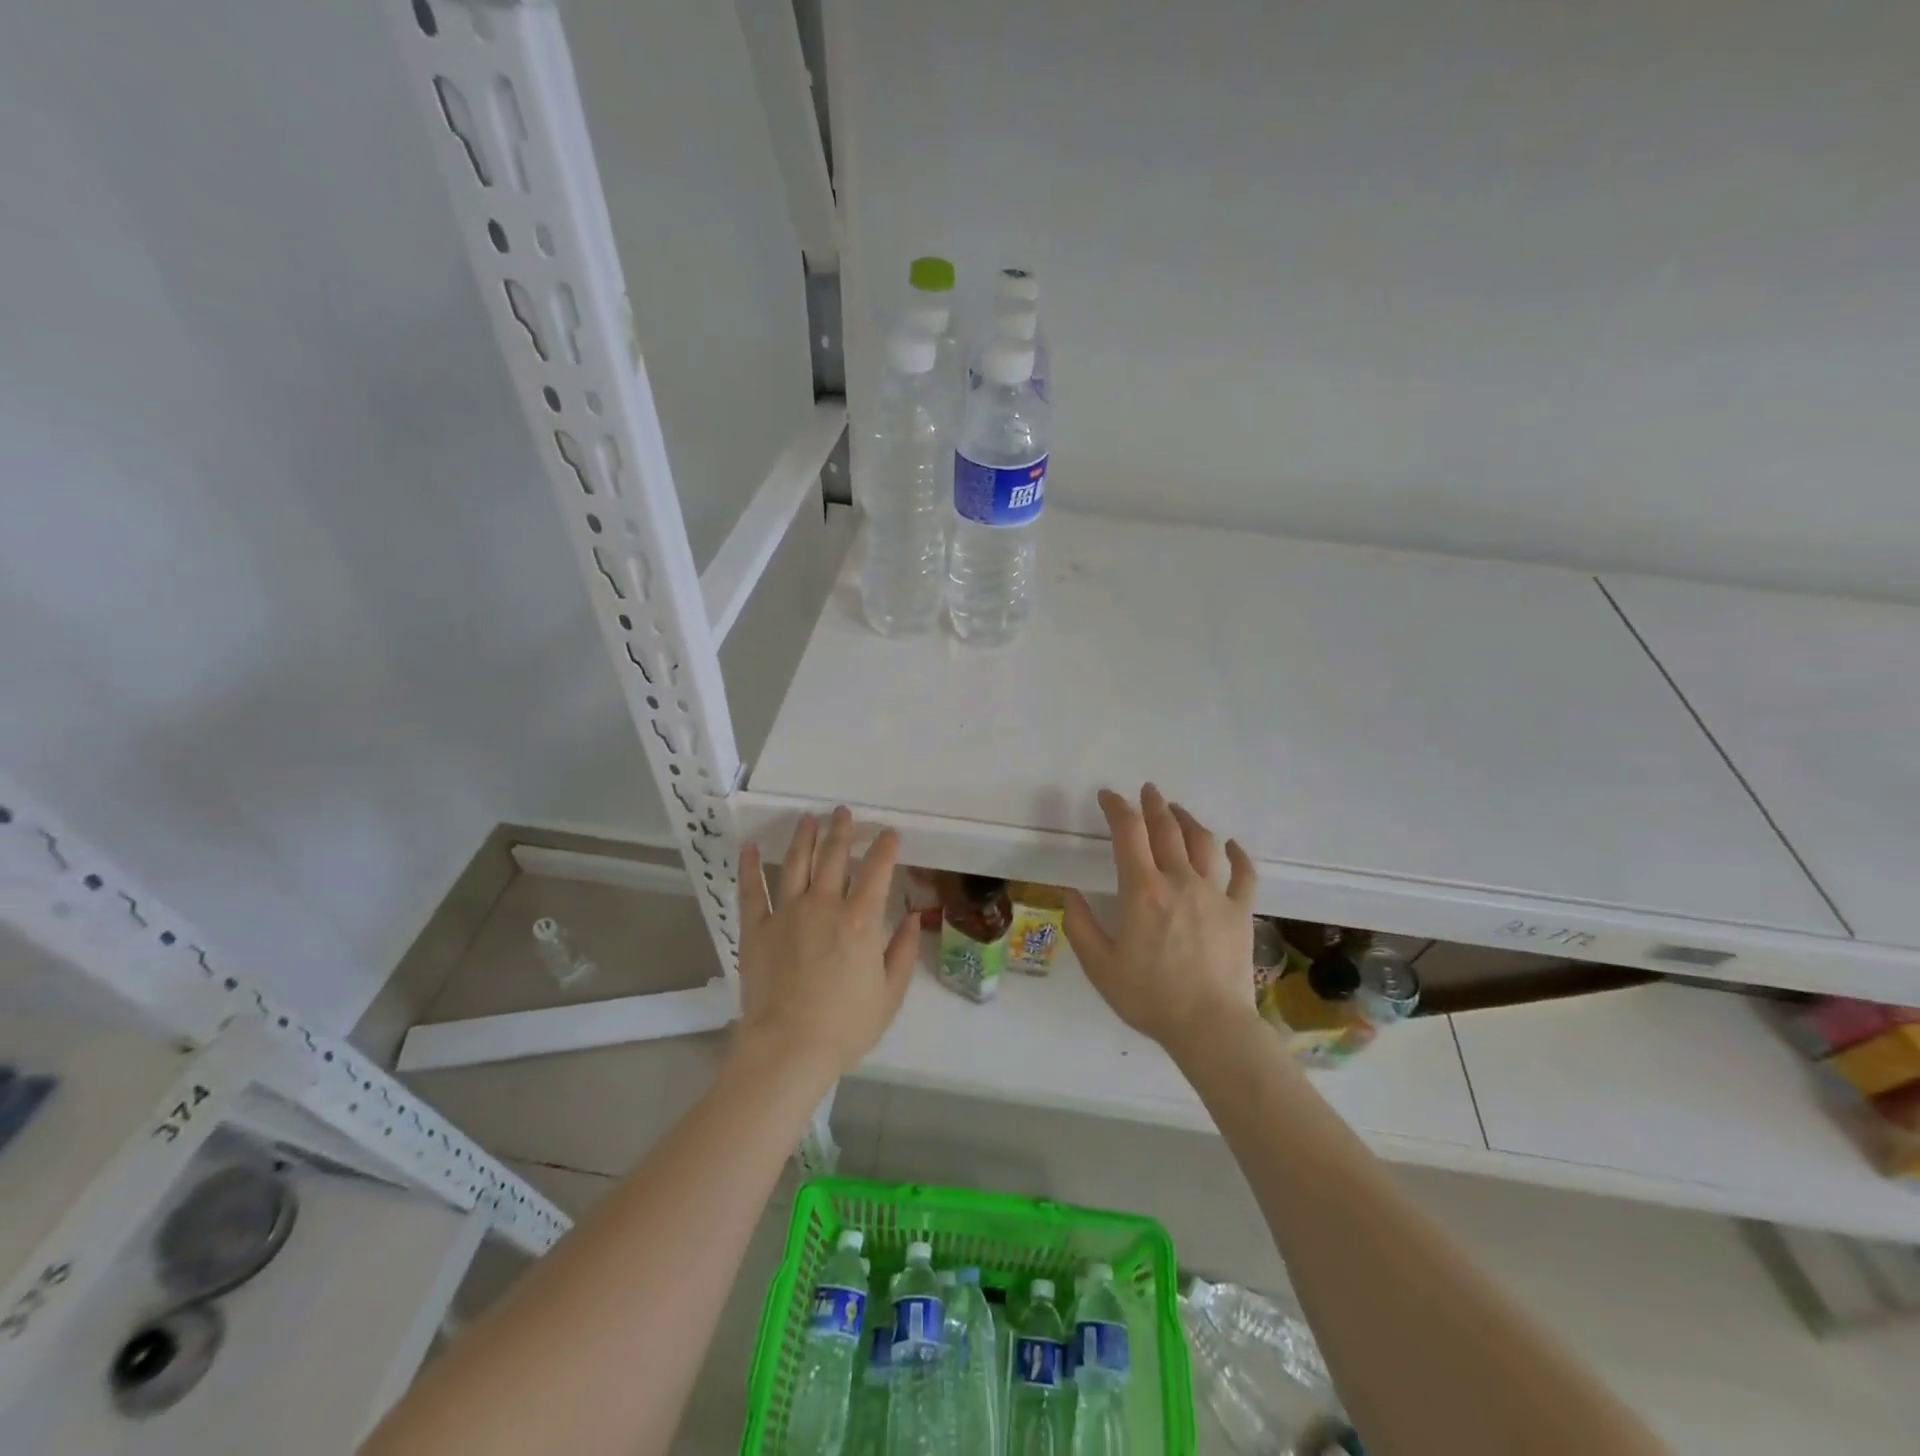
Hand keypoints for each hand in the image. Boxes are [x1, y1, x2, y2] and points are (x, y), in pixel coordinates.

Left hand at [735, 807, 920, 1075]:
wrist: (788, 1048)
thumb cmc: (846, 1025)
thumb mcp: (890, 993)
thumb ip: (903, 950)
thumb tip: (912, 917)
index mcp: (861, 919)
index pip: (877, 869)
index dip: (885, 846)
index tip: (889, 833)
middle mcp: (824, 905)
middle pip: (833, 856)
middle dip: (841, 830)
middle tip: (843, 812)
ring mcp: (786, 913)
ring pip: (796, 863)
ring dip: (804, 837)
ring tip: (808, 818)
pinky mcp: (756, 928)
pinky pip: (752, 889)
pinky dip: (750, 866)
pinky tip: (751, 846)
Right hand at [1063, 785, 1258, 1051]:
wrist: (1210, 1027)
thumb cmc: (1150, 997)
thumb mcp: (1100, 966)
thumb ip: (1079, 925)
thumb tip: (1069, 892)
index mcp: (1142, 890)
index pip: (1128, 833)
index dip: (1117, 808)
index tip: (1108, 796)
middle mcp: (1180, 880)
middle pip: (1167, 829)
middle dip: (1153, 805)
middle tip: (1147, 791)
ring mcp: (1215, 894)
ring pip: (1203, 842)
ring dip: (1188, 820)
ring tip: (1177, 811)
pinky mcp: (1241, 911)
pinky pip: (1243, 874)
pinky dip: (1237, 855)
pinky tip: (1231, 845)